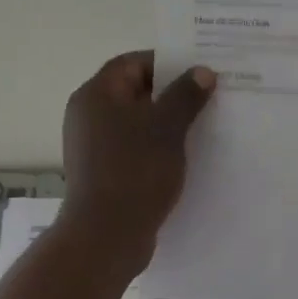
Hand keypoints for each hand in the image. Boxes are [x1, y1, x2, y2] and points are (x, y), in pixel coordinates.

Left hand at [60, 51, 216, 271]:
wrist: (107, 235)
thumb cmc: (135, 172)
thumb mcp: (167, 128)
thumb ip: (186, 95)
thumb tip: (202, 72)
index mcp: (97, 95)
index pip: (132, 63)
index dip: (166, 62)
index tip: (199, 71)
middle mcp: (88, 115)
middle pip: (134, 92)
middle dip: (172, 93)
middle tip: (209, 97)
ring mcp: (93, 145)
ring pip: (136, 122)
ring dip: (166, 122)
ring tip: (204, 126)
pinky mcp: (103, 171)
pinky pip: (133, 147)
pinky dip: (156, 147)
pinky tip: (185, 156)